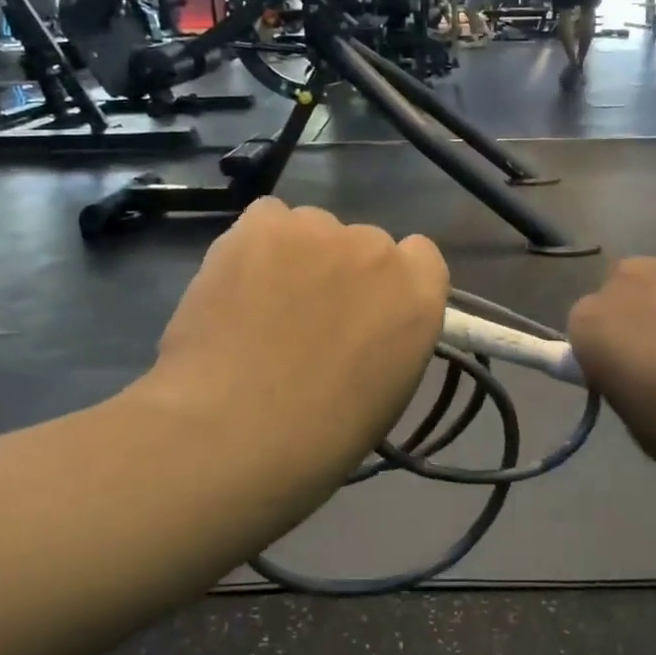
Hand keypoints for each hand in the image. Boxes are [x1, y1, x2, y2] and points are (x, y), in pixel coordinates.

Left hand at [149, 199, 448, 493]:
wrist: (235, 431)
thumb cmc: (320, 437)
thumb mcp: (387, 391)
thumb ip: (389, 336)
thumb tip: (364, 326)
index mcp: (419, 294)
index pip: (420, 256)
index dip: (392, 282)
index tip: (367, 310)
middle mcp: (377, 249)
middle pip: (364, 243)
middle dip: (342, 272)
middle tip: (307, 317)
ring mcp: (319, 230)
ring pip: (314, 228)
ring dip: (298, 256)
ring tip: (262, 302)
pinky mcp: (263, 224)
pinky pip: (268, 218)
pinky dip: (257, 244)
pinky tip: (239, 281)